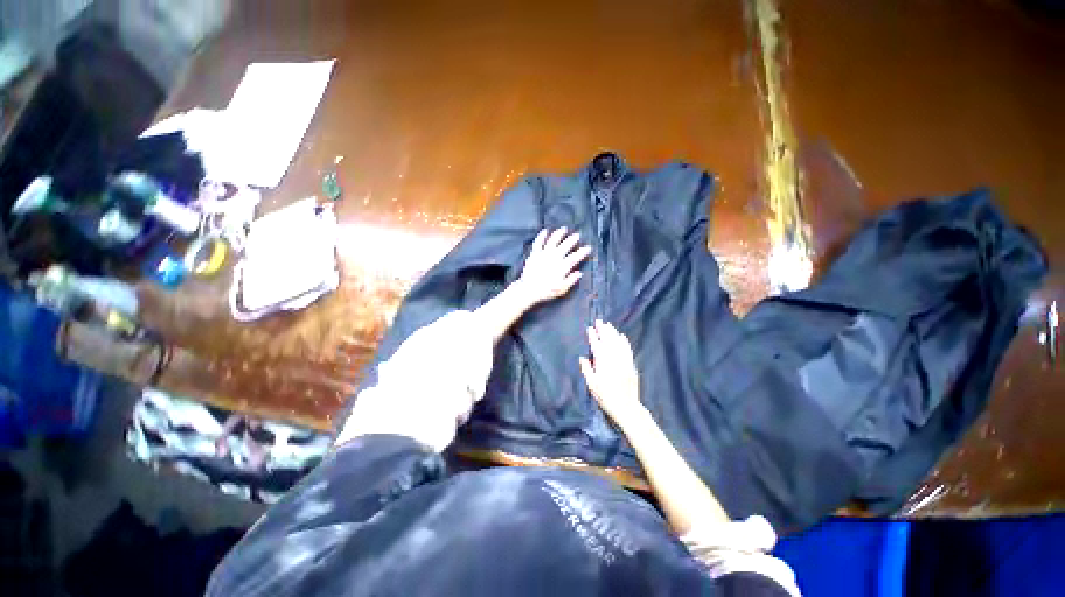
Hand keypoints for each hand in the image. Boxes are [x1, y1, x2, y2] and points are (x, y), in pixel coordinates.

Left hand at [516, 227, 590, 305]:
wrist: (529, 289)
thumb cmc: (546, 291)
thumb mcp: (562, 289)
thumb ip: (571, 280)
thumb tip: (579, 273)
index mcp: (563, 266)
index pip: (575, 256)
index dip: (583, 251)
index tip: (588, 247)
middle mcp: (555, 257)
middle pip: (566, 245)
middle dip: (573, 239)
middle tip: (577, 235)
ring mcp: (544, 254)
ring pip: (553, 240)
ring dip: (559, 233)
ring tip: (564, 229)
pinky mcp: (535, 254)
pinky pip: (538, 242)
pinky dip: (542, 235)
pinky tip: (545, 231)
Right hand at [579, 320, 644, 427]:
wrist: (626, 407)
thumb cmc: (606, 397)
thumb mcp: (592, 385)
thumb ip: (587, 370)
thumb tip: (582, 358)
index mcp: (602, 363)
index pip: (596, 346)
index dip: (593, 336)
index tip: (589, 328)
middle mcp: (613, 359)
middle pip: (608, 341)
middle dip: (603, 330)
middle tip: (599, 321)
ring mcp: (623, 361)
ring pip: (618, 343)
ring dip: (612, 333)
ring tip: (608, 325)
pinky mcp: (631, 365)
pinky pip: (627, 349)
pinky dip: (624, 341)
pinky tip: (621, 336)